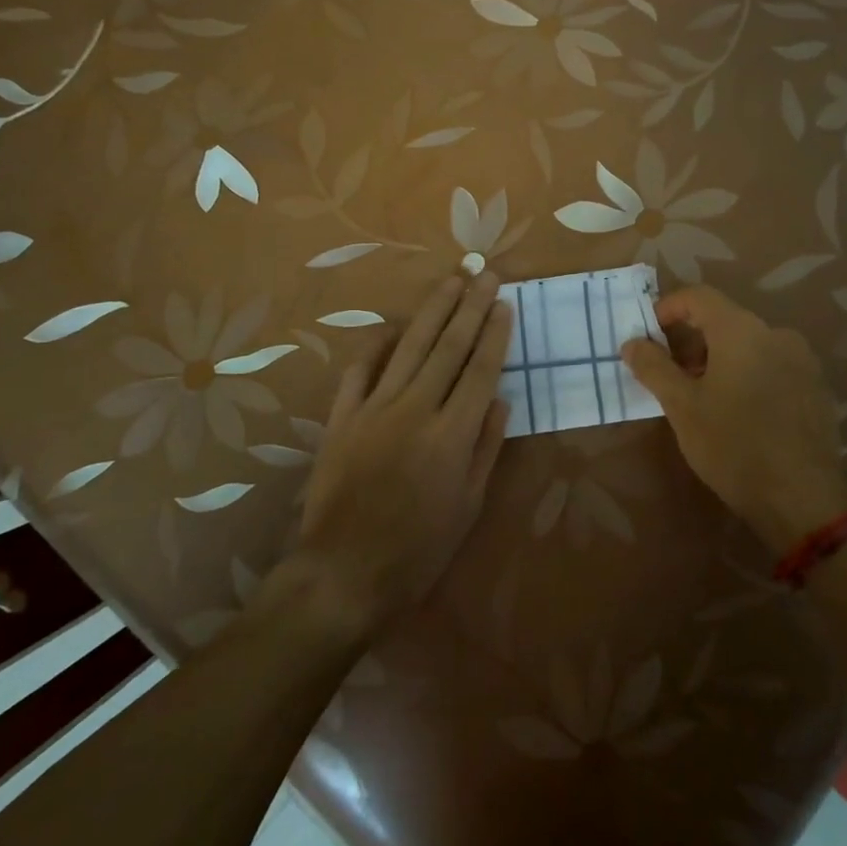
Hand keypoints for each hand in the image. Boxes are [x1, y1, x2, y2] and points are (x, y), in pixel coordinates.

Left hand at [296, 271, 512, 635]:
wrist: (344, 573)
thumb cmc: (418, 549)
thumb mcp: (468, 506)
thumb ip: (485, 447)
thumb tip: (499, 399)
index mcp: (452, 435)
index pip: (480, 370)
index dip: (494, 334)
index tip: (504, 303)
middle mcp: (415, 410)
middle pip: (448, 347)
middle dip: (470, 306)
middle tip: (484, 273)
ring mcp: (374, 409)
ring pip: (409, 347)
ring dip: (432, 310)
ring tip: (451, 281)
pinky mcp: (342, 417)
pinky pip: (361, 370)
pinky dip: (377, 345)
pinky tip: (393, 326)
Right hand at [621, 286, 846, 554]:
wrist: (802, 498)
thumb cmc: (733, 446)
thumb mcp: (682, 406)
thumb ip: (653, 367)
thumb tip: (632, 342)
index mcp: (741, 330)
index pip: (698, 296)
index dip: (668, 309)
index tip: (648, 336)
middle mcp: (776, 333)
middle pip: (724, 319)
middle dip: (691, 340)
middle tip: (669, 374)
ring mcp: (801, 360)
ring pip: (748, 344)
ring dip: (718, 359)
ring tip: (700, 396)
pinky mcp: (815, 386)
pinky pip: (771, 365)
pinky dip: (747, 373)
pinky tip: (737, 411)